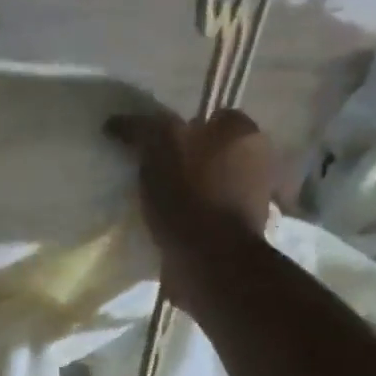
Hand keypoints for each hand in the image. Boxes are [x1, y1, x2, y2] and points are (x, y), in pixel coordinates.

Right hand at [106, 108, 275, 309]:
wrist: (211, 259)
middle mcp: (259, 159)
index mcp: (244, 132)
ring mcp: (254, 196)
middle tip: (150, 174)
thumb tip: (116, 122)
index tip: (153, 147)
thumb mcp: (160, 147)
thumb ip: (142, 128)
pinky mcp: (242, 229)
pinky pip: (210, 212)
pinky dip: (192, 216)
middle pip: (212, 150)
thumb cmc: (189, 195)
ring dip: (188, 190)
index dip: (180, 128)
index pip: (210, 116)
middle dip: (186, 159)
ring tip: (155, 203)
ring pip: (211, 181)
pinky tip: (169, 225)